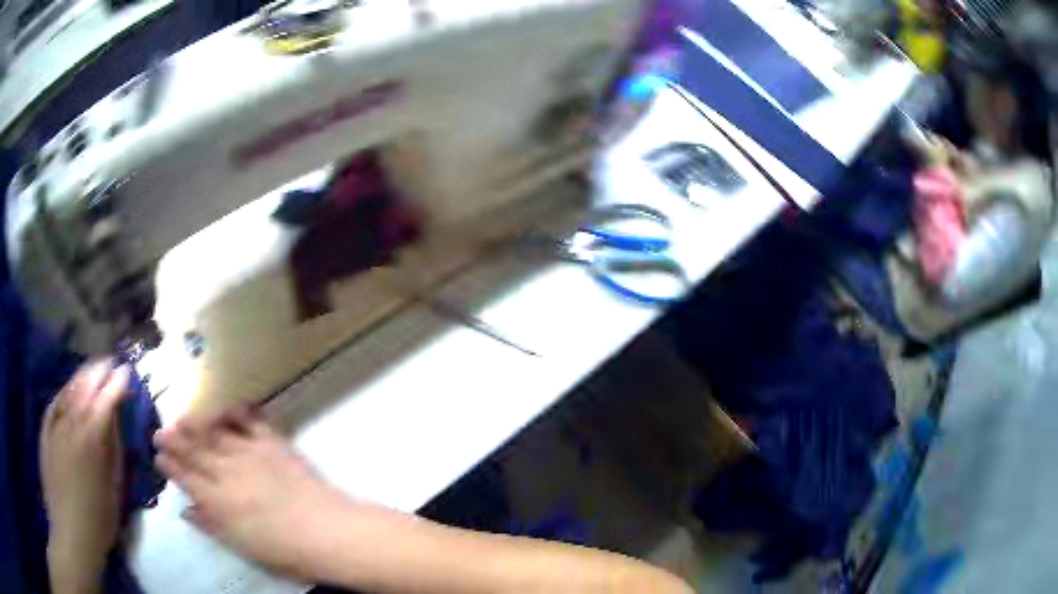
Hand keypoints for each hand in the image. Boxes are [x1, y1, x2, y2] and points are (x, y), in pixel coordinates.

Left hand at [41, 360, 130, 592]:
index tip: (126, 371)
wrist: (70, 533)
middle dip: (98, 372)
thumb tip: (116, 420)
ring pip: (68, 391)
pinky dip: (64, 391)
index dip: (117, 383)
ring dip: (82, 377)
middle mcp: (71, 425)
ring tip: (92, 369)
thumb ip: (114, 451)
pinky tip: (69, 388)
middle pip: (84, 388)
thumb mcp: (114, 491)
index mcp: (91, 441)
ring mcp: (55, 426)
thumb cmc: (98, 520)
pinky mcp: (45, 432)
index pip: (105, 401)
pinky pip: (55, 403)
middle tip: (110, 362)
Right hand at [154, 408, 352, 581]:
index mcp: (218, 501)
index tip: (158, 457)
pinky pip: (251, 419)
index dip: (170, 467)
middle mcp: (227, 471)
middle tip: (159, 432)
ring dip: (196, 425)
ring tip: (181, 418)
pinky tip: (227, 406)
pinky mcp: (273, 442)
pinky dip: (237, 411)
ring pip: (214, 433)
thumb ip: (212, 526)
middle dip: (174, 441)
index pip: (186, 479)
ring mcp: (249, 453)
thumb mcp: (243, 548)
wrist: (328, 532)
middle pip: (194, 452)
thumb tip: (186, 510)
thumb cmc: (287, 552)